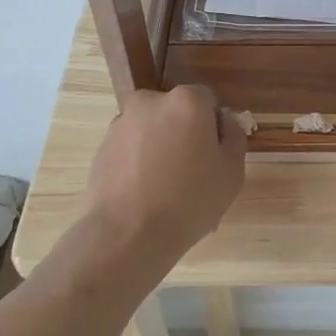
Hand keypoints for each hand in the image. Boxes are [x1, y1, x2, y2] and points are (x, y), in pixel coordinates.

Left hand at [84, 85, 246, 257]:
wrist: (127, 234)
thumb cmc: (189, 200)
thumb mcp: (232, 170)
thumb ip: (233, 134)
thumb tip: (223, 120)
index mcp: (186, 101)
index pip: (208, 101)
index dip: (215, 128)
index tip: (214, 157)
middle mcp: (150, 101)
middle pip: (177, 113)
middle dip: (185, 135)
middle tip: (193, 175)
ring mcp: (121, 123)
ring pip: (153, 131)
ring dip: (162, 149)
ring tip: (167, 193)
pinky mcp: (102, 146)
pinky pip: (132, 149)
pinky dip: (141, 164)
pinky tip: (146, 196)